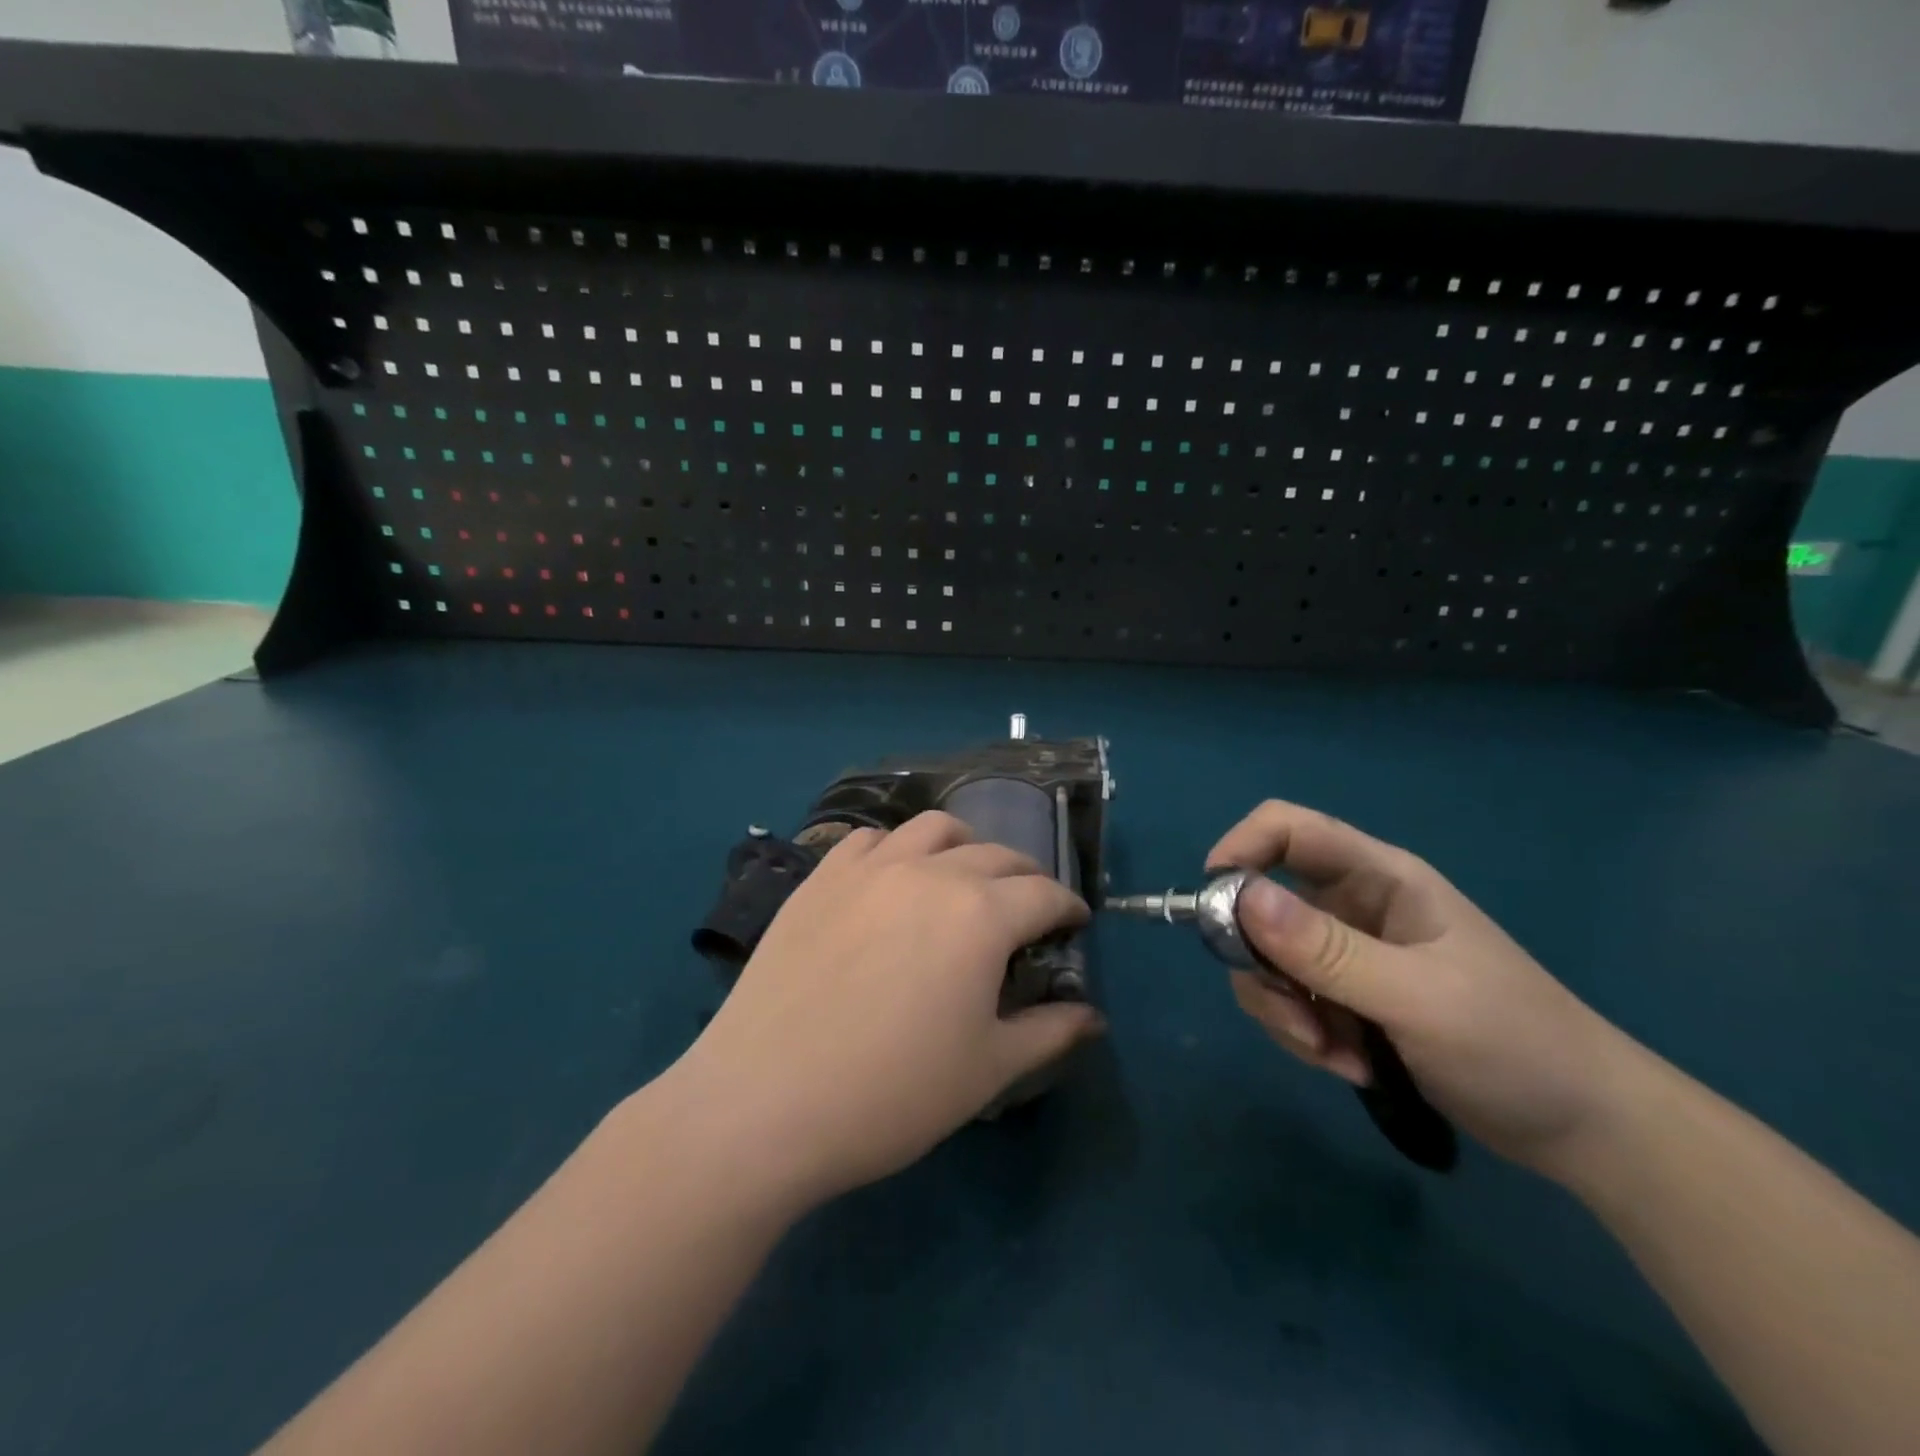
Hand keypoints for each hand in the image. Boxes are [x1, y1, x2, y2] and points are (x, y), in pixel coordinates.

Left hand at [667, 811, 1101, 1206]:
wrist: (765, 1101)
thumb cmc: (891, 1093)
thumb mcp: (986, 1071)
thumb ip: (1049, 1033)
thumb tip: (1092, 1017)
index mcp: (980, 914)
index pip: (1043, 894)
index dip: (1068, 907)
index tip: (1075, 924)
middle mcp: (930, 872)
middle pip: (995, 854)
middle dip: (1025, 877)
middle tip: (1027, 909)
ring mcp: (869, 869)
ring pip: (933, 829)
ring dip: (964, 846)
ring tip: (964, 878)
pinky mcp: (821, 878)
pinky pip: (870, 840)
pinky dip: (897, 848)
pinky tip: (893, 879)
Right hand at [1209, 800, 1638, 1178]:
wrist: (1587, 1130)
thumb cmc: (1515, 1044)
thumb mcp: (1416, 997)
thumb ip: (1325, 950)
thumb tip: (1238, 896)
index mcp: (1378, 878)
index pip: (1287, 829)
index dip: (1241, 849)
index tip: (1212, 907)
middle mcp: (1354, 906)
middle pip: (1262, 904)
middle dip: (1263, 965)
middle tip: (1296, 1019)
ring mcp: (1348, 954)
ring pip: (1269, 960)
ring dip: (1286, 1011)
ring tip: (1335, 1056)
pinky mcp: (1347, 997)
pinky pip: (1291, 1000)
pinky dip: (1306, 1035)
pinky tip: (1351, 1067)